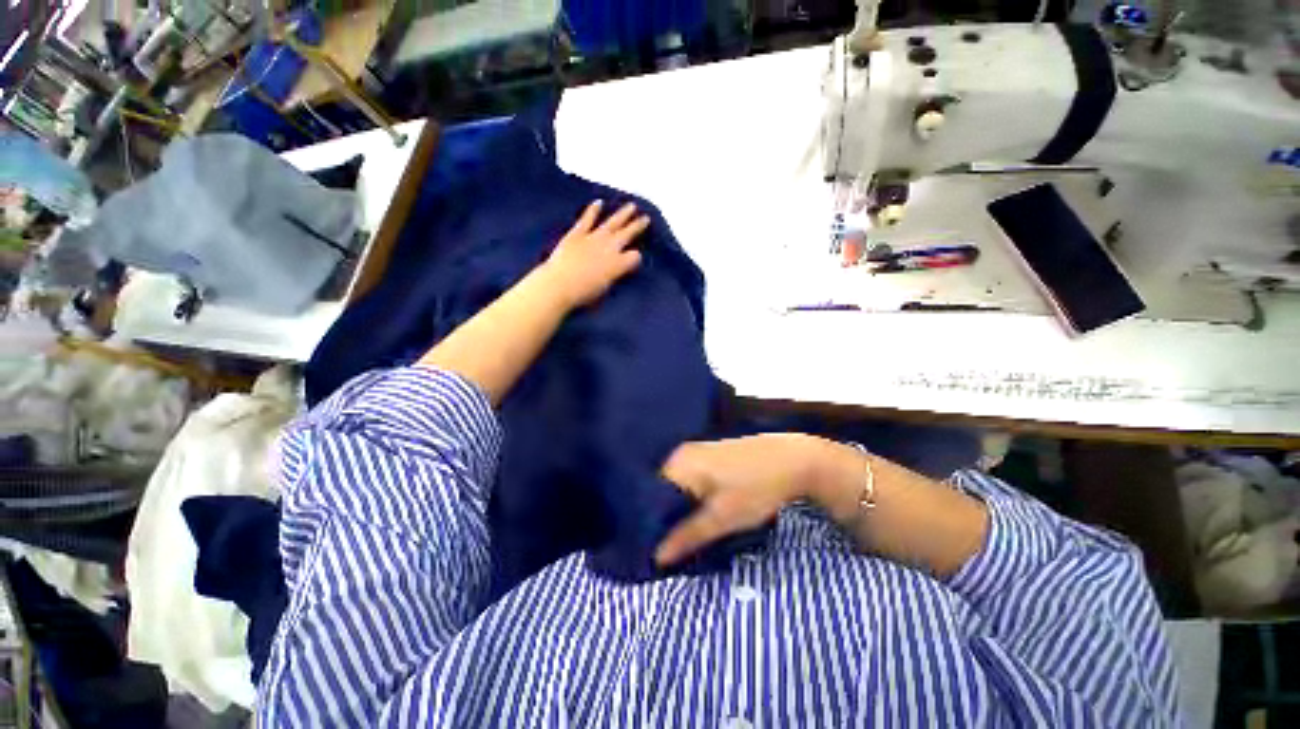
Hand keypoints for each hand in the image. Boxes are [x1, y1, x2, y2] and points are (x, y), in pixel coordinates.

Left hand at [540, 200, 649, 308]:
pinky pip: (587, 219)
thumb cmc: (583, 294)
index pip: (635, 256)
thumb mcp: (605, 290)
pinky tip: (598, 203)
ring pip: (612, 223)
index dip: (636, 257)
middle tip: (646, 218)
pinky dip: (593, 211)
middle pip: (627, 234)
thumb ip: (614, 277)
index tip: (635, 258)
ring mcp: (594, 238)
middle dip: (637, 226)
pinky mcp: (577, 234)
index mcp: (619, 264)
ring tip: (632, 206)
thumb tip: (617, 271)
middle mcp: (610, 248)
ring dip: (622, 214)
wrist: (559, 285)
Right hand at [655, 434, 827, 565]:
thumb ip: (688, 535)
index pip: (648, 494)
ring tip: (679, 534)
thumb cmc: (756, 487)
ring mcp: (697, 452)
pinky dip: (691, 498)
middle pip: (661, 490)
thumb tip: (656, 556)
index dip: (648, 522)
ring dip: (678, 509)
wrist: (794, 459)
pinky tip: (698, 514)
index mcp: (679, 463)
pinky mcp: (711, 455)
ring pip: (677, 486)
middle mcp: (682, 453)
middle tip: (665, 545)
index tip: (648, 546)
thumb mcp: (723, 517)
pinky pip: (690, 479)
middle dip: (663, 517)